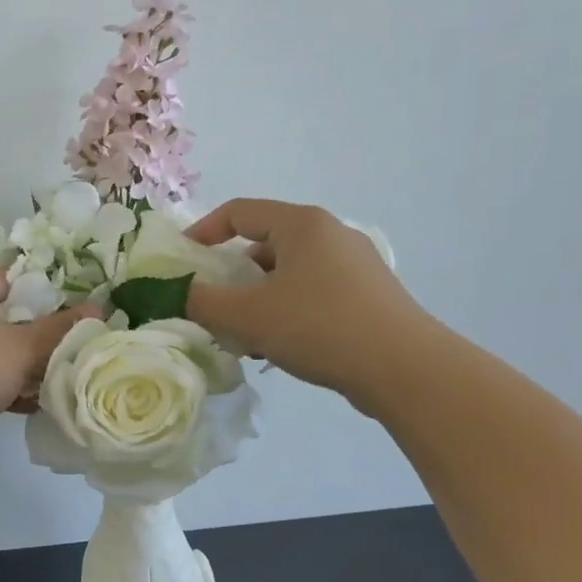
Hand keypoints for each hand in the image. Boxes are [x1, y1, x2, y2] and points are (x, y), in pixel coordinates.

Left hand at [0, 269, 97, 442]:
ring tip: (51, 385)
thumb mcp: (22, 349)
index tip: (75, 322)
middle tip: (67, 356)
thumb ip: (61, 330)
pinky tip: (24, 405)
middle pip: (5, 315)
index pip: (17, 278)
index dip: (49, 297)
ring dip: (19, 366)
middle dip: (36, 338)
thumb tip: (100, 308)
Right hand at [185, 198, 429, 412]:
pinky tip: (277, 347)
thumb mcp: (247, 315)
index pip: (239, 211)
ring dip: (256, 300)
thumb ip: (202, 301)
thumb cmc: (319, 327)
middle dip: (230, 276)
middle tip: (210, 306)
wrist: (405, 369)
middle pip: (263, 245)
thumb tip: (176, 293)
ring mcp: (354, 265)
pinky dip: (285, 311)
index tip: (181, 261)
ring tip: (241, 336)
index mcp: (302, 224)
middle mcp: (330, 234)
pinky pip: (311, 293)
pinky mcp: (367, 296)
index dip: (203, 232)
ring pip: (287, 274)